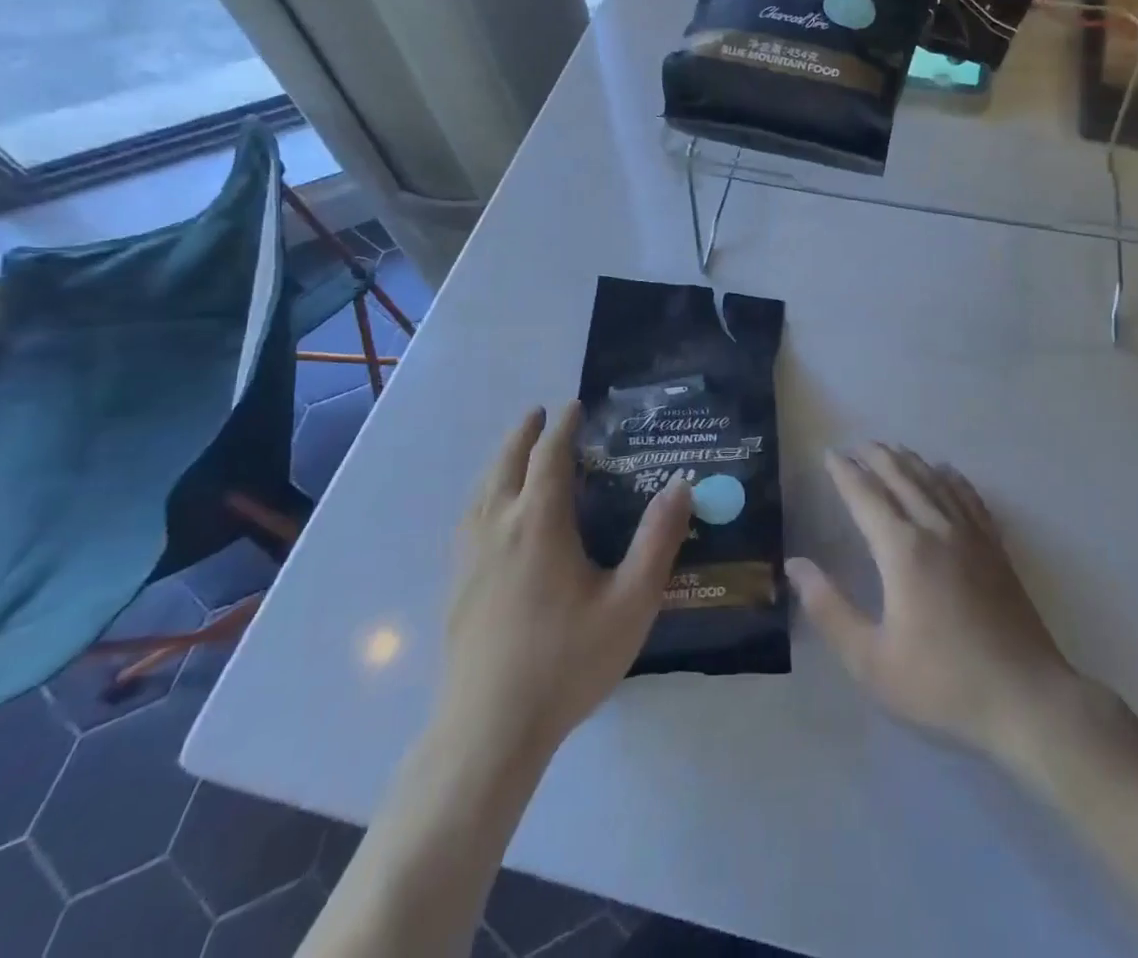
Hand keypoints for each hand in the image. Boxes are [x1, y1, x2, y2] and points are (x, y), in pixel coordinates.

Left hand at [432, 403, 691, 757]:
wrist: (488, 731)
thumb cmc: (566, 661)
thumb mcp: (631, 601)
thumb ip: (658, 539)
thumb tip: (680, 485)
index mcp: (539, 522)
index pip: (550, 456)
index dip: (564, 426)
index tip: (575, 406)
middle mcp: (499, 526)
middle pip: (507, 462)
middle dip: (525, 433)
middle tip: (541, 414)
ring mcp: (470, 556)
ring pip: (482, 489)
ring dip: (501, 460)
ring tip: (517, 453)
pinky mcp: (456, 584)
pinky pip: (469, 517)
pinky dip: (485, 493)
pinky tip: (491, 514)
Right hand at [786, 444, 1084, 766]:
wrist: (1025, 698)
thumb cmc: (942, 682)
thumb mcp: (871, 660)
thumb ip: (829, 610)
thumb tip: (795, 566)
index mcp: (903, 550)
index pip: (866, 496)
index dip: (845, 473)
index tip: (829, 454)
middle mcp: (936, 528)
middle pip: (901, 477)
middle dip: (876, 457)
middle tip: (856, 445)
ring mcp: (971, 534)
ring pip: (935, 481)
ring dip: (909, 461)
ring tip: (892, 450)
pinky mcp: (995, 547)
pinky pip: (969, 496)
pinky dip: (951, 477)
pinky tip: (945, 471)